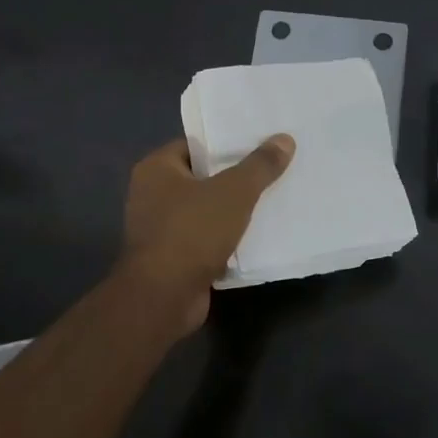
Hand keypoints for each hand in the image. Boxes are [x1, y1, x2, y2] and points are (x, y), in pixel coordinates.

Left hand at [119, 135, 295, 328]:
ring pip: (207, 210)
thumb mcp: (234, 192)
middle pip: (204, 177)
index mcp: (156, 168)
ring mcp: (161, 228)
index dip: (228, 143)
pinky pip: (207, 238)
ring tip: (273, 199)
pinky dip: (228, 237)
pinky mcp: (173, 257)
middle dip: (237, 177)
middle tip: (274, 169)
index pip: (197, 145)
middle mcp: (152, 194)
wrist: (164, 298)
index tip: (261, 142)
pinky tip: (259, 234)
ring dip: (235, 210)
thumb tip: (285, 139)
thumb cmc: (192, 232)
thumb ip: (260, 165)